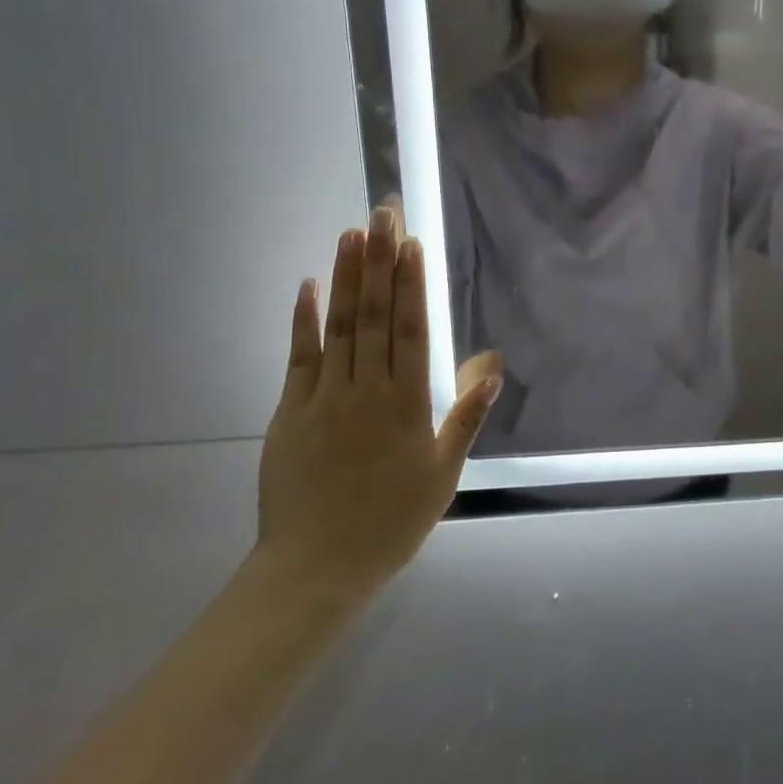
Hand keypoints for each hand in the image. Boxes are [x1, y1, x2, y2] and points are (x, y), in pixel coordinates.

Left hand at [255, 207, 502, 598]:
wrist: (317, 568)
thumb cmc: (391, 522)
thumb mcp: (443, 475)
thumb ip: (465, 418)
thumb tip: (492, 368)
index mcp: (407, 404)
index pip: (411, 329)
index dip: (412, 283)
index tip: (412, 243)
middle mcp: (366, 389)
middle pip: (375, 315)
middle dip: (380, 261)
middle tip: (382, 214)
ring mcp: (324, 397)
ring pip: (339, 326)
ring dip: (347, 277)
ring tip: (352, 233)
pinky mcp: (289, 412)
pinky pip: (298, 357)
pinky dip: (303, 319)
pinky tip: (309, 285)